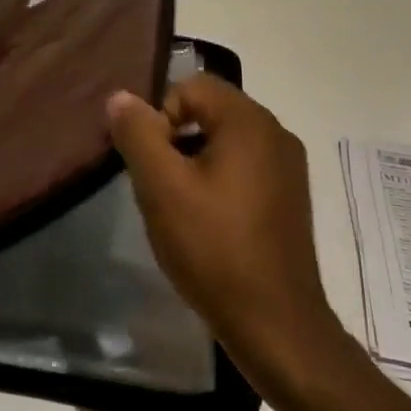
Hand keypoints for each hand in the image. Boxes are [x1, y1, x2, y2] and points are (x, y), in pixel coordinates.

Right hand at [107, 77, 337, 382]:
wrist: (275, 324)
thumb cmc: (214, 248)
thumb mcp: (162, 187)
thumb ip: (138, 134)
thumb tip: (121, 97)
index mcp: (250, 122)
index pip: (191, 86)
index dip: (160, 116)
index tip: (151, 163)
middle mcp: (276, 134)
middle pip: (209, 111)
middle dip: (174, 140)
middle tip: (158, 185)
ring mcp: (288, 168)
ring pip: (224, 142)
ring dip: (192, 162)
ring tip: (177, 208)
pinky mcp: (289, 198)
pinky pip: (242, 168)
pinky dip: (216, 182)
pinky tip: (204, 223)